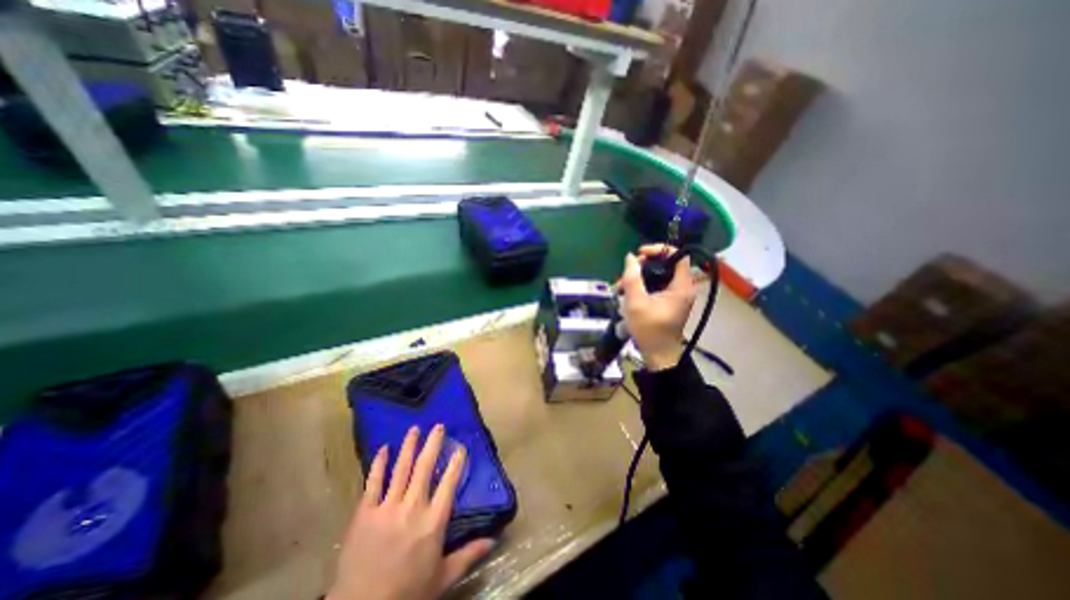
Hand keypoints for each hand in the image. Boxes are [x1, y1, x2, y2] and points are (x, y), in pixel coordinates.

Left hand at [329, 425, 493, 596]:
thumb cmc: (407, 592)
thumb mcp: (443, 576)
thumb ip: (469, 554)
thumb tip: (494, 539)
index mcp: (434, 521)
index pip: (449, 483)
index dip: (456, 463)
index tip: (460, 447)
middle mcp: (413, 507)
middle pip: (425, 467)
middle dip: (433, 444)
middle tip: (438, 426)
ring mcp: (387, 507)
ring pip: (401, 469)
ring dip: (409, 446)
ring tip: (414, 429)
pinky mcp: (365, 513)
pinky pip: (373, 482)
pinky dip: (379, 464)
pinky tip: (383, 449)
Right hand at [615, 243, 698, 370]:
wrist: (658, 355)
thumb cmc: (649, 329)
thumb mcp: (636, 302)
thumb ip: (632, 278)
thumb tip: (630, 257)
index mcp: (681, 286)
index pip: (678, 255)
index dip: (659, 249)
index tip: (640, 254)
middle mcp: (682, 288)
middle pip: (666, 264)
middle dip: (644, 265)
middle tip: (626, 273)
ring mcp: (676, 295)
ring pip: (658, 275)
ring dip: (639, 277)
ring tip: (621, 286)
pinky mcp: (668, 302)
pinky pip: (656, 286)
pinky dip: (642, 286)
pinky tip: (627, 293)